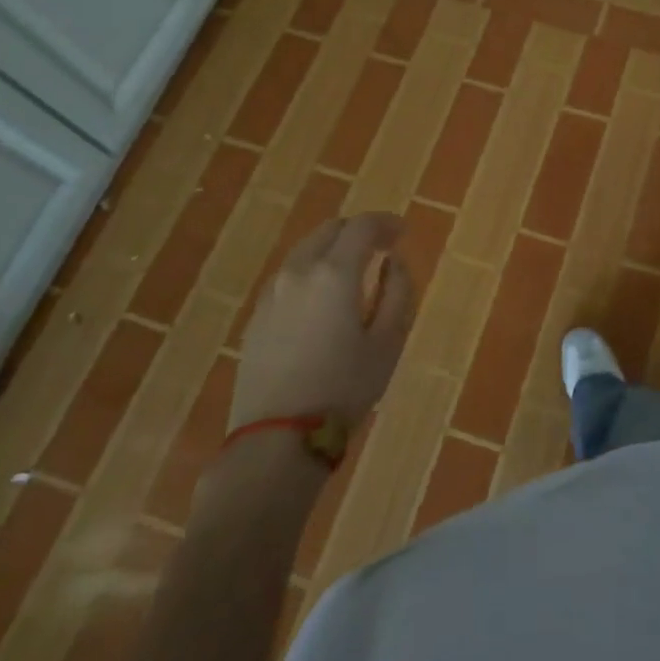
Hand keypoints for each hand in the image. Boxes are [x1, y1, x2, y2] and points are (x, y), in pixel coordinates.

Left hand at [230, 213, 416, 431]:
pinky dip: (311, 271)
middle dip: (358, 231)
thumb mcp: (388, 342)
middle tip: (381, 248)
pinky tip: (323, 298)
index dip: (386, 223)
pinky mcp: (256, 315)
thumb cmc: (344, 388)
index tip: (402, 233)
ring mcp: (272, 292)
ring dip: (332, 249)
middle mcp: (298, 271)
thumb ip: (397, 292)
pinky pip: (289, 275)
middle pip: (330, 230)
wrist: (278, 437)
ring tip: (353, 272)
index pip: (362, 226)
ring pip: (305, 250)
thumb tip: (393, 262)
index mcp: (334, 273)